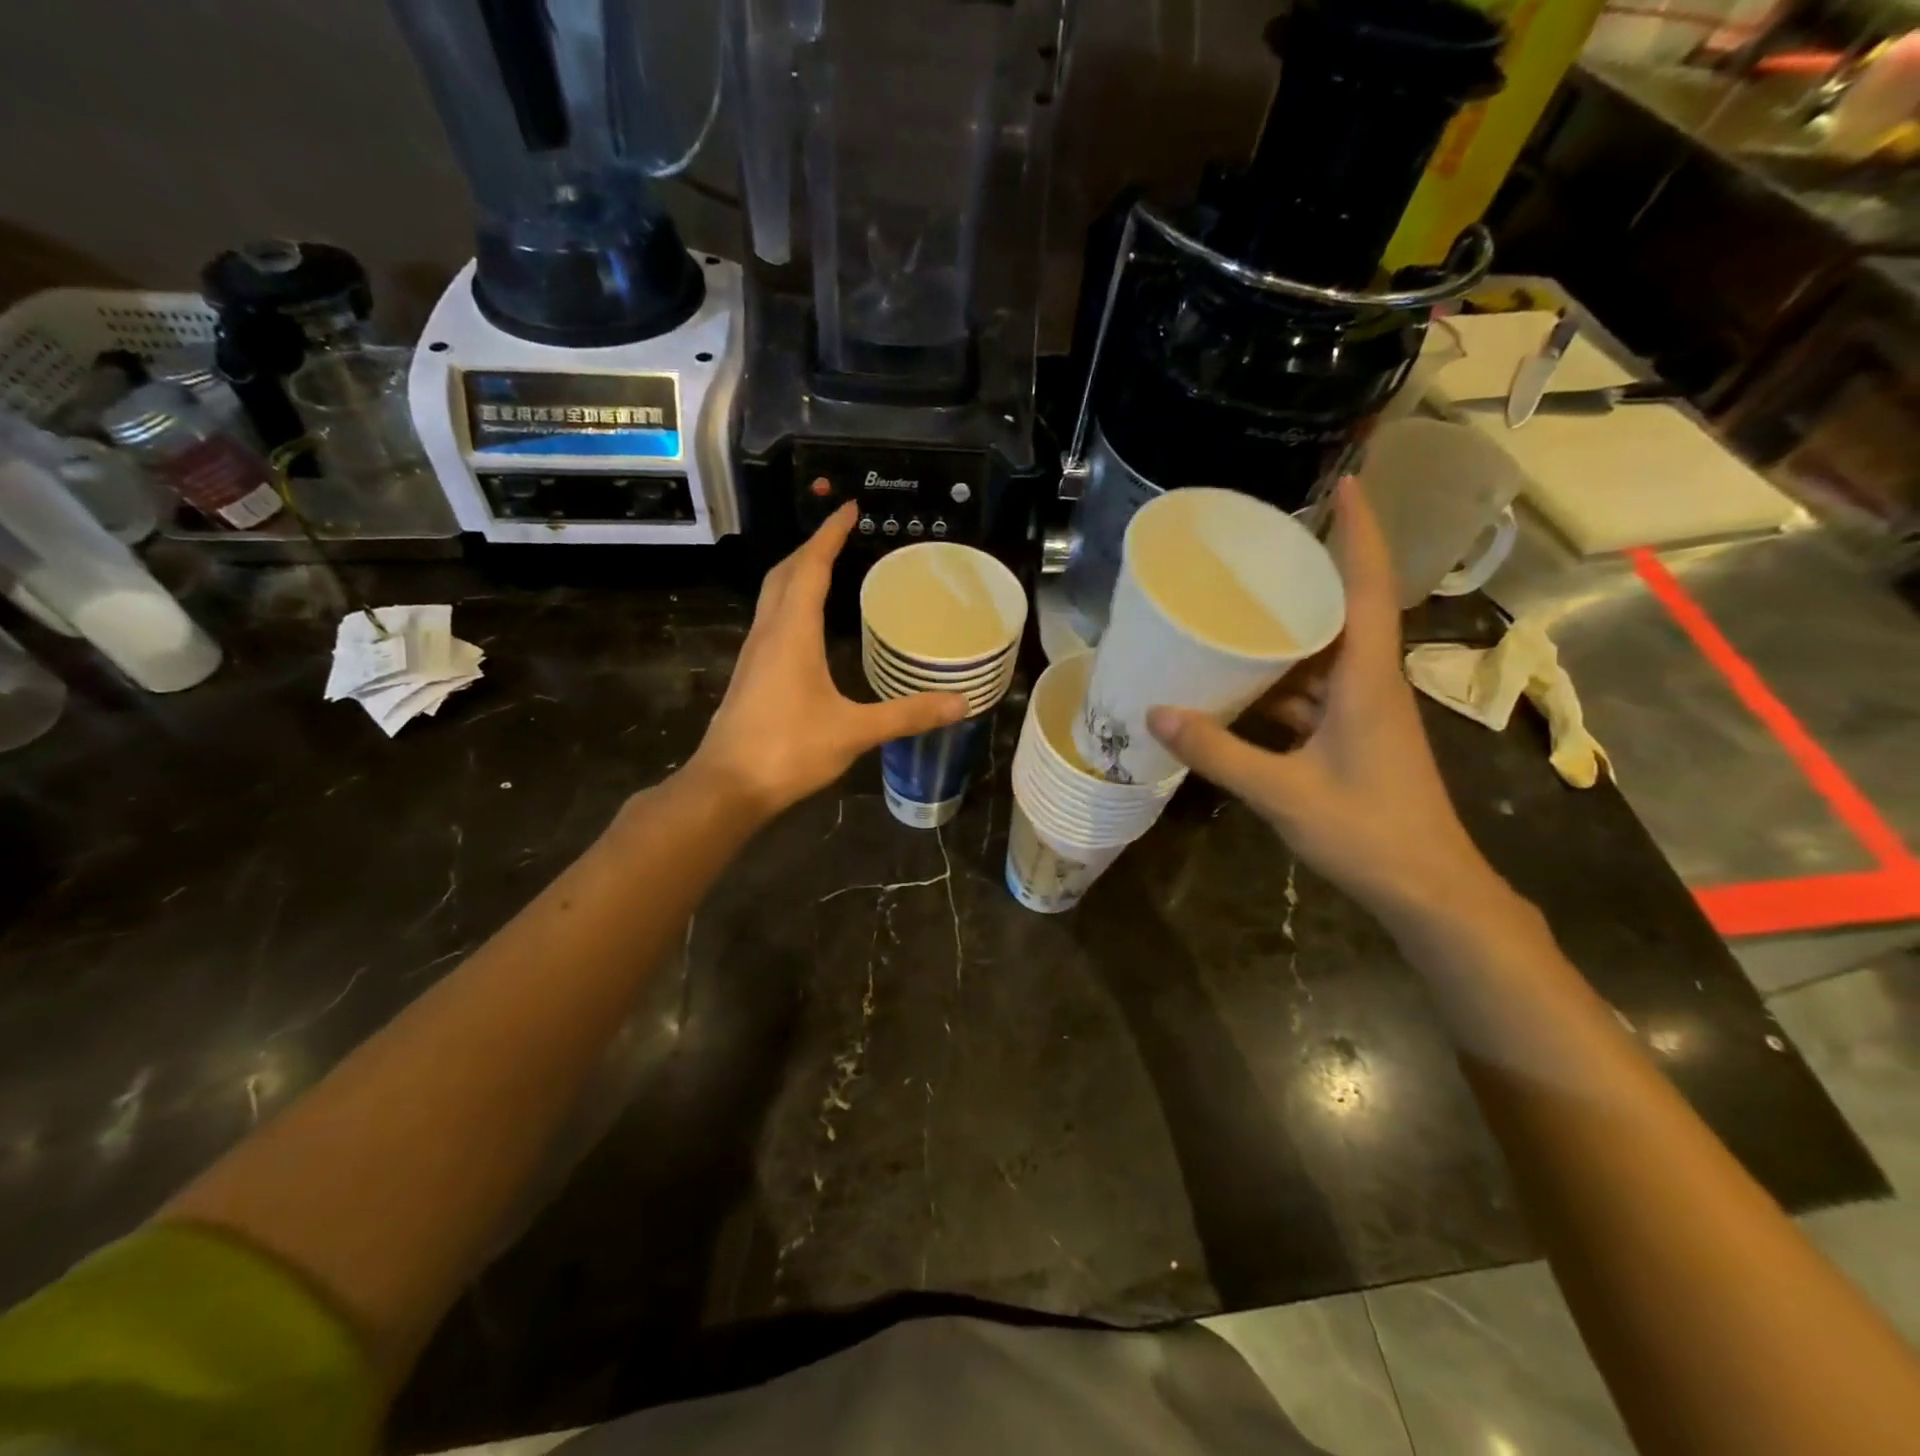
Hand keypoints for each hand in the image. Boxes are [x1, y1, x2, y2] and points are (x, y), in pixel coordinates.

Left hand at [691, 503, 965, 816]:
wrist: (727, 786)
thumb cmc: (788, 749)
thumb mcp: (854, 731)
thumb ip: (907, 714)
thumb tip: (960, 703)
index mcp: (792, 632)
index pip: (811, 568)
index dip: (830, 535)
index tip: (848, 508)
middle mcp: (768, 633)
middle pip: (785, 574)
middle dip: (811, 549)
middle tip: (841, 536)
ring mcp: (754, 655)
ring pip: (772, 598)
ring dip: (797, 575)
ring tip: (827, 570)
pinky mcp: (751, 676)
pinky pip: (771, 622)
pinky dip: (791, 606)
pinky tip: (808, 627)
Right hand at [1146, 478, 1496, 919]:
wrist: (1430, 890)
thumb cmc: (1368, 832)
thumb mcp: (1283, 792)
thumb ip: (1218, 752)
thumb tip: (1157, 714)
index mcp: (1367, 679)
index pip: (1368, 586)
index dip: (1361, 530)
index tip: (1346, 481)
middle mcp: (1370, 683)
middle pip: (1343, 611)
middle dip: (1308, 574)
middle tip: (1257, 549)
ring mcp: (1365, 712)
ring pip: (1324, 656)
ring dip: (1287, 635)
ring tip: (1235, 612)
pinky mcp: (1355, 738)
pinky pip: (1315, 693)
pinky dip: (1281, 685)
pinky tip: (1240, 688)